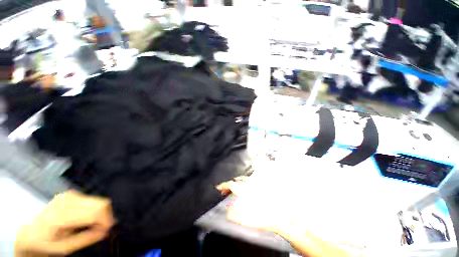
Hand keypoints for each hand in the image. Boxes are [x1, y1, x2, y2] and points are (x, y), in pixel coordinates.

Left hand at [15, 190, 114, 255]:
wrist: (31, 233)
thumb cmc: (46, 243)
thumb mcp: (65, 248)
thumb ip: (86, 239)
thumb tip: (106, 231)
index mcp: (63, 215)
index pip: (96, 211)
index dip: (106, 220)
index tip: (106, 230)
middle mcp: (68, 200)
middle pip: (101, 203)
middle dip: (106, 216)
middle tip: (101, 228)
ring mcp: (69, 195)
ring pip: (99, 200)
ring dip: (100, 213)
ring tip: (92, 225)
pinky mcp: (71, 194)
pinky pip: (93, 200)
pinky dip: (95, 210)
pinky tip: (86, 218)